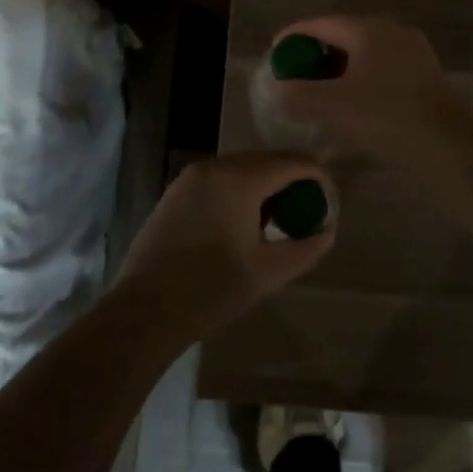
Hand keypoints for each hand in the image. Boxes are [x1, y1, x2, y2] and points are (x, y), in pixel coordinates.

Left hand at [113, 153, 336, 345]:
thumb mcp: (269, 272)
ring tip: (275, 225)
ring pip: (244, 168)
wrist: (145, 310)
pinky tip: (241, 226)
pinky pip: (221, 179)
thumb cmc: (212, 290)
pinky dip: (240, 192)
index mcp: (241, 178)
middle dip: (293, 183)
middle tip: (304, 218)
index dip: (319, 180)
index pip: (295, 162)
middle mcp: (216, 165)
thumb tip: (326, 231)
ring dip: (266, 188)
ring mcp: (192, 176)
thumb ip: (306, 247)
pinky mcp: (176, 190)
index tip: (327, 209)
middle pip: (269, 160)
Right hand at [261, 15, 472, 167]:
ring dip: (339, 68)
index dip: (292, 37)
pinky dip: (361, 78)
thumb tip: (275, 86)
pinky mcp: (425, 74)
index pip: (319, 23)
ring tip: (320, 90)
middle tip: (294, 75)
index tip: (273, 54)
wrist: (449, 144)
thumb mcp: (333, 106)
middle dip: (315, 54)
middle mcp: (391, 30)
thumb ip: (297, 94)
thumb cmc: (386, 117)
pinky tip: (353, 102)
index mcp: (367, 29)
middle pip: (342, 35)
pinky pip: (382, 68)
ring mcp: (412, 51)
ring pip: (364, 53)